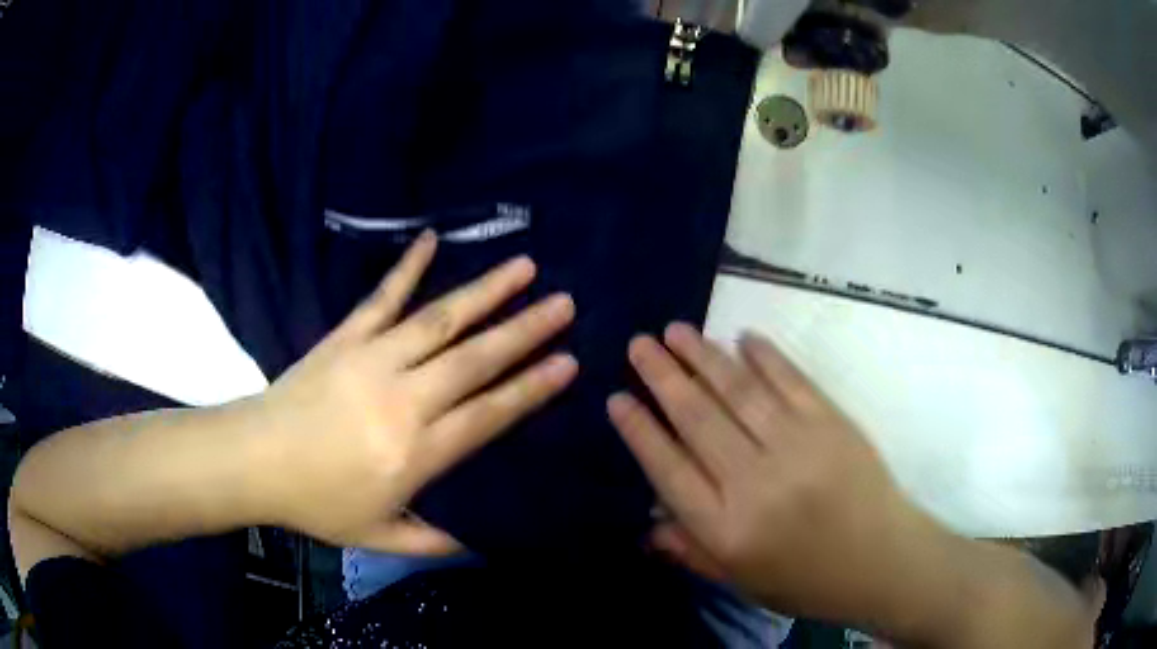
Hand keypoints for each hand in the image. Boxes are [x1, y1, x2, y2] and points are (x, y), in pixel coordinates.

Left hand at [252, 232, 576, 554]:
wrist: (254, 460)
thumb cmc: (315, 502)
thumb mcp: (377, 537)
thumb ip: (432, 540)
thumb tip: (478, 542)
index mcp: (416, 452)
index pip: (488, 414)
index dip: (531, 388)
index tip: (569, 362)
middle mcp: (403, 399)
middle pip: (475, 360)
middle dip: (525, 331)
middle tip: (566, 304)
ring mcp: (373, 359)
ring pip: (440, 320)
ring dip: (485, 292)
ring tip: (525, 266)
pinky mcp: (345, 338)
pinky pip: (382, 298)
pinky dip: (407, 267)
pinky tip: (432, 239)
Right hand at [608, 323, 917, 621]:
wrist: (882, 559)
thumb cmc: (807, 579)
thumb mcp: (741, 581)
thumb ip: (691, 550)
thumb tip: (648, 519)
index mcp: (727, 529)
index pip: (669, 469)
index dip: (640, 431)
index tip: (617, 398)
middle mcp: (756, 482)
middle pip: (698, 419)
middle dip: (662, 377)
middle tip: (638, 344)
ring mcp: (797, 445)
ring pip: (739, 390)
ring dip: (704, 356)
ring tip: (676, 331)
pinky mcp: (831, 422)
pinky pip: (791, 379)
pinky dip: (764, 355)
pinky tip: (741, 337)